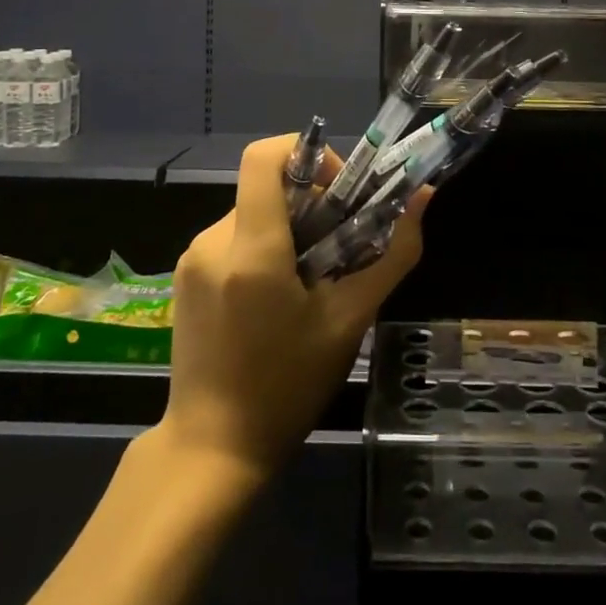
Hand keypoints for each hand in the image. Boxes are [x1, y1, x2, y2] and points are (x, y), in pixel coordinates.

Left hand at [160, 136, 426, 480]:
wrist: (211, 450)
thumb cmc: (287, 386)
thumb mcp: (350, 321)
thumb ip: (392, 254)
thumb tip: (422, 198)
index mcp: (250, 249)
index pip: (265, 156)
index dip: (309, 154)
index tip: (341, 191)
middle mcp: (212, 241)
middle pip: (267, 188)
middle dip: (311, 203)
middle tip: (341, 246)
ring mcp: (191, 260)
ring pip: (251, 214)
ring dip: (288, 230)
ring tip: (312, 281)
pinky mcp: (184, 278)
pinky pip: (232, 239)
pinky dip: (263, 248)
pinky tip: (278, 298)